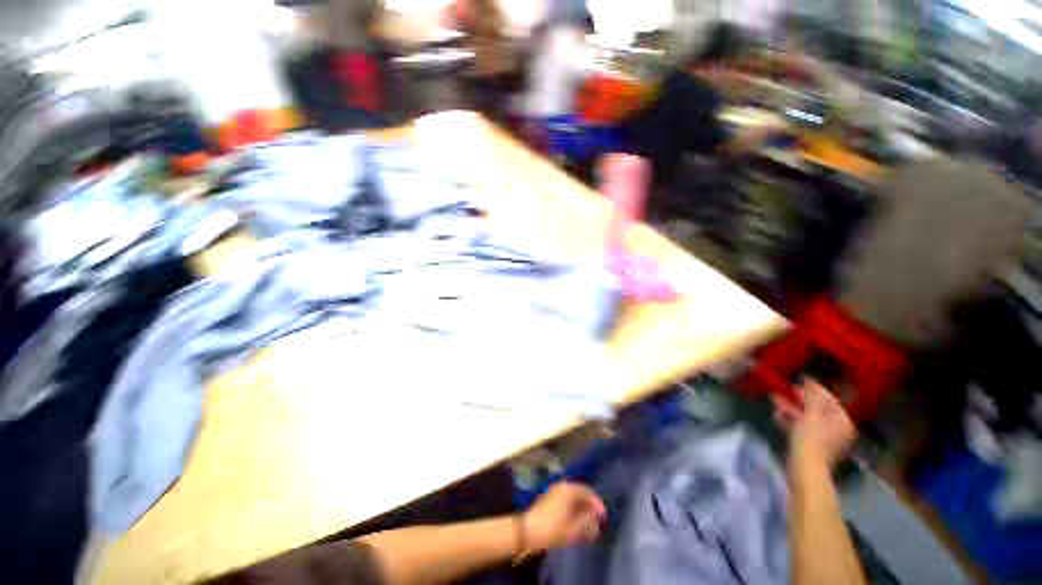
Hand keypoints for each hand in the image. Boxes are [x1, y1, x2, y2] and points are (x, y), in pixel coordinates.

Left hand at [523, 482, 605, 552]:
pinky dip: (572, 507)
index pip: (588, 492)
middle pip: (580, 492)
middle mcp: (562, 486)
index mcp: (569, 490)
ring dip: (581, 507)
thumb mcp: (573, 529)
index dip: (597, 504)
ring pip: (572, 496)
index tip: (603, 517)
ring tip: (586, 522)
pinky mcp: (548, 497)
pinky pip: (565, 499)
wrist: (527, 531)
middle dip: (589, 506)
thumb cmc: (552, 530)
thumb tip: (596, 518)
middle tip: (596, 520)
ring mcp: (554, 490)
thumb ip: (587, 522)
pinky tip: (574, 519)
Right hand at [773, 380, 856, 467]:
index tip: (796, 382)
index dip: (812, 390)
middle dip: (797, 400)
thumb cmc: (811, 439)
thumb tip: (810, 380)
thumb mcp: (811, 414)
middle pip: (816, 408)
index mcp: (842, 420)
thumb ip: (812, 396)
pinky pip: (801, 427)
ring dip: (790, 409)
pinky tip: (775, 415)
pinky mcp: (811, 444)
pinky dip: (790, 420)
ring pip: (806, 418)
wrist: (804, 467)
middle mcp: (837, 428)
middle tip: (781, 392)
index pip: (828, 399)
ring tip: (774, 401)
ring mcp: (824, 437)